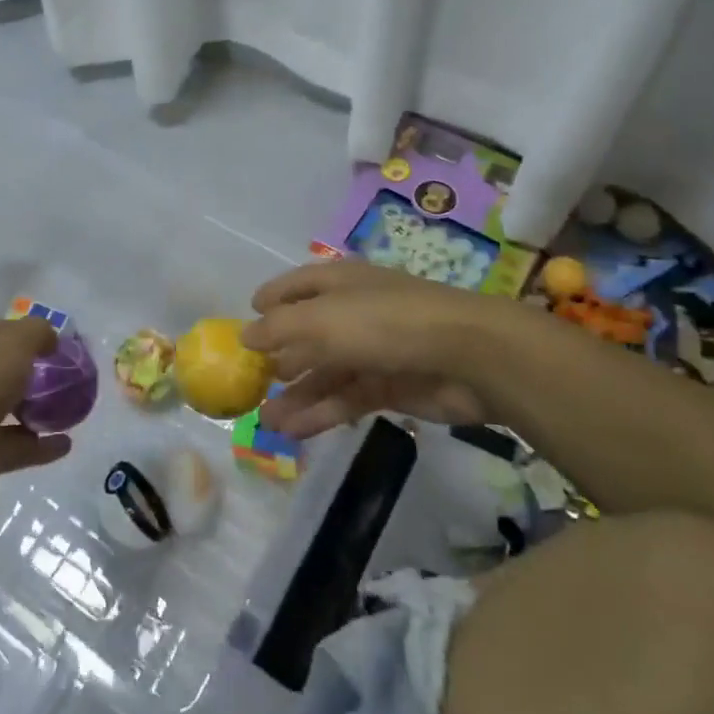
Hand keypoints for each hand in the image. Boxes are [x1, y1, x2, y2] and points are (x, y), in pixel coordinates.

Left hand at [0, 318, 72, 508]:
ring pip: (11, 407)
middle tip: (67, 375)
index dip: (27, 333)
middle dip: (34, 371)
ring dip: (38, 408)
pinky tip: (66, 442)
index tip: (57, 343)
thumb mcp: (14, 342)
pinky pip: (19, 445)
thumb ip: (37, 332)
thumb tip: (50, 340)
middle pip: (4, 370)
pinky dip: (42, 445)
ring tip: (72, 407)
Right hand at [243, 260, 488, 438]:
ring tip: (266, 420)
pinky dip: (321, 413)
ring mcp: (375, 350)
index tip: (249, 315)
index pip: (299, 285)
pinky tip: (293, 431)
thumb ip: (279, 328)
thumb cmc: (384, 322)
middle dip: (280, 356)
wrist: (467, 356)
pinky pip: (347, 398)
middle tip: (252, 381)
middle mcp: (355, 311)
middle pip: (310, 332)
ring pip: (327, 372)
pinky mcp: (391, 386)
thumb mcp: (320, 320)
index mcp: (340, 283)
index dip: (273, 298)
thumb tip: (245, 335)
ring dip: (297, 394)